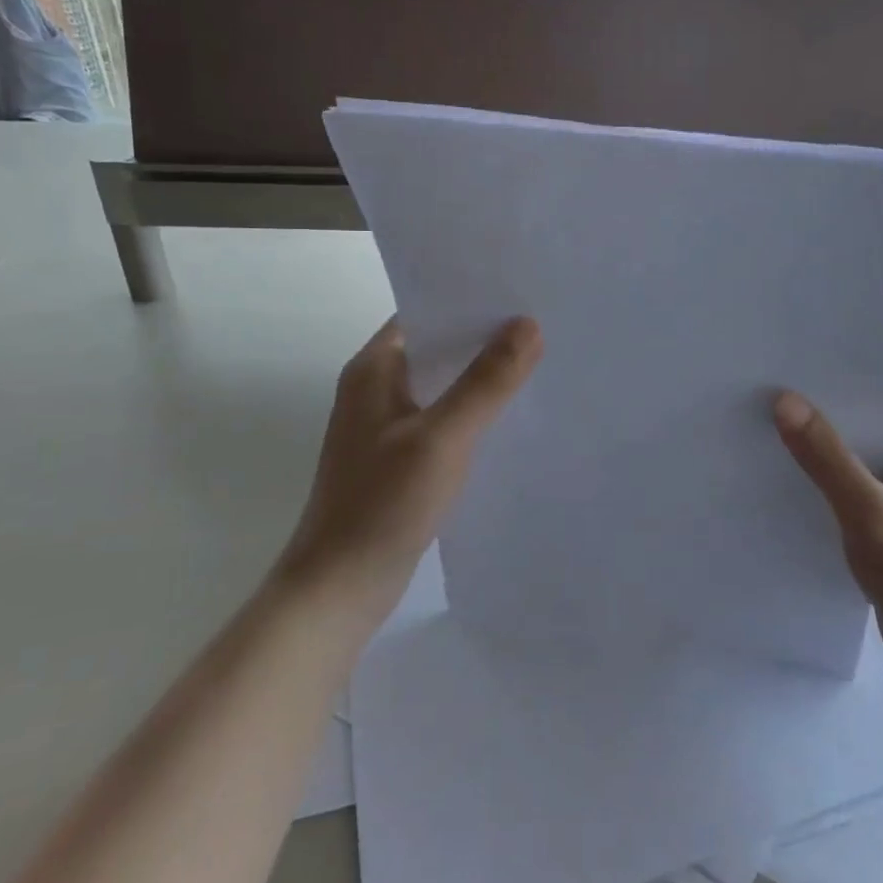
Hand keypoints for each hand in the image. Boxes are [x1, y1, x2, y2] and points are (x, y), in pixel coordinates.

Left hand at [280, 316, 542, 624]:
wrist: (339, 588)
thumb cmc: (383, 503)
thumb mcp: (442, 437)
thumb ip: (486, 381)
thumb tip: (528, 324)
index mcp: (374, 369)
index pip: (426, 313)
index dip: (471, 302)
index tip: (522, 294)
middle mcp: (376, 388)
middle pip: (437, 347)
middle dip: (485, 339)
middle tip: (544, 326)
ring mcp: (386, 425)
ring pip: (443, 385)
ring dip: (481, 377)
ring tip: (538, 364)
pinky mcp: (399, 457)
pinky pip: (443, 419)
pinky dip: (473, 413)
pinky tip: (511, 417)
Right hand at [774, 393, 882, 716]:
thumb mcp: (874, 514)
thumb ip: (827, 458)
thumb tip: (783, 400)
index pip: (872, 397)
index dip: (826, 384)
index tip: (775, 368)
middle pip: (854, 432)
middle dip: (809, 421)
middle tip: (750, 398)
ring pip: (845, 470)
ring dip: (809, 461)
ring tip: (750, 436)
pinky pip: (842, 504)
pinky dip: (815, 497)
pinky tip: (773, 490)